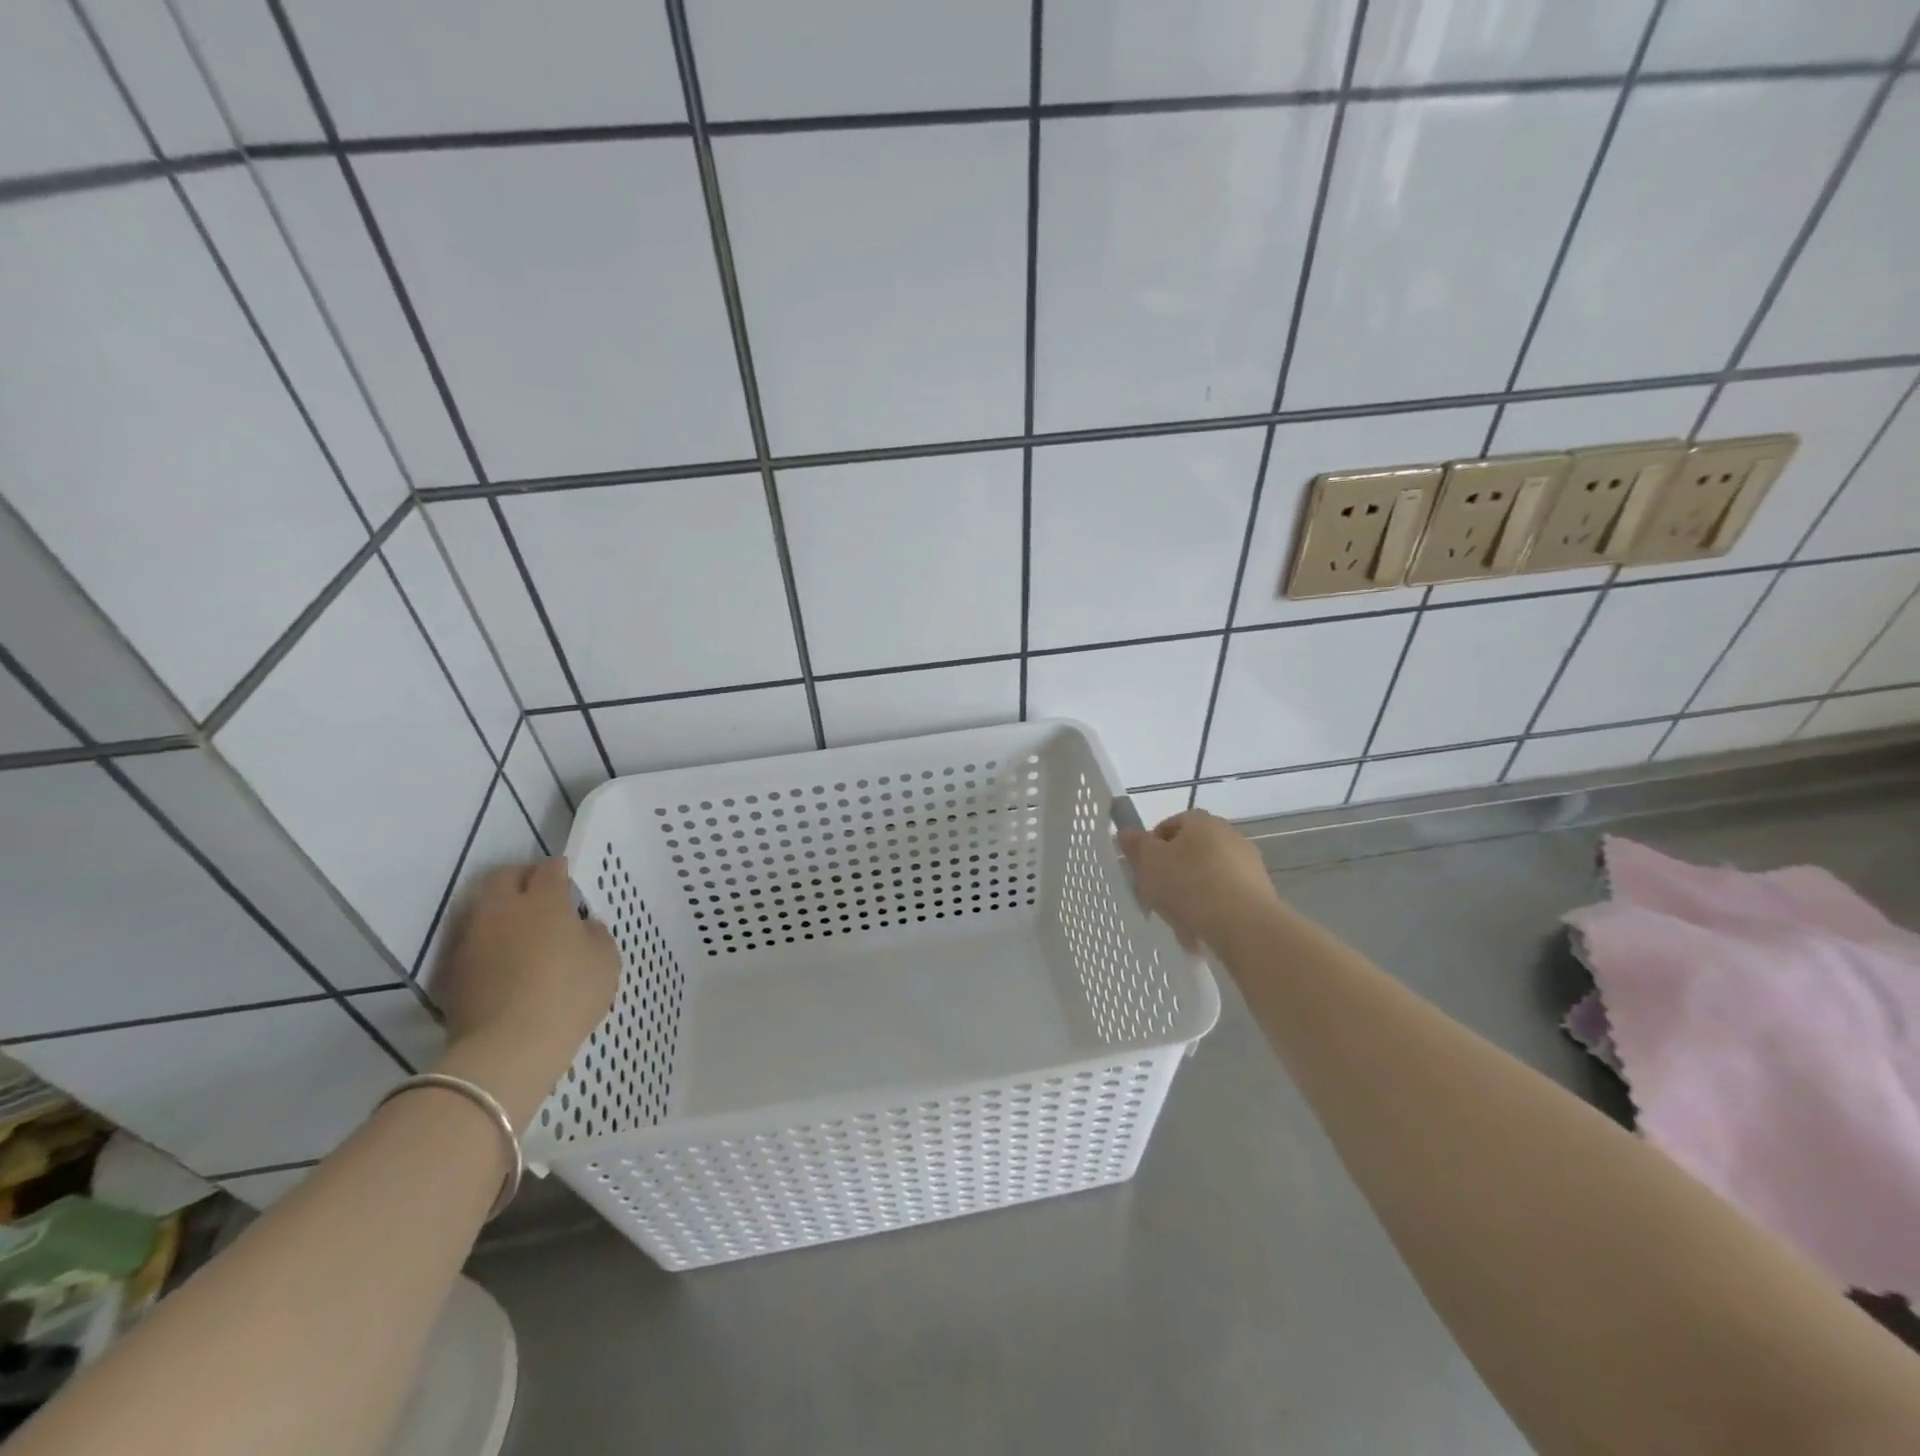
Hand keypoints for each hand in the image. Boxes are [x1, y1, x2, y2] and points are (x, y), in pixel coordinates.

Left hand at [428, 858, 619, 1127]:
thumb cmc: (568, 995)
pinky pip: (471, 938)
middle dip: (522, 877)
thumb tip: (583, 926)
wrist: (508, 1046)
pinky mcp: (453, 967)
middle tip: (539, 894)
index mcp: (545, 900)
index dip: (560, 870)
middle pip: (505, 876)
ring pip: (482, 906)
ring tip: (518, 927)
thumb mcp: (605, 961)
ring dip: (500, 908)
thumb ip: (595, 934)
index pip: (550, 868)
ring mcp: (473, 937)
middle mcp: (503, 908)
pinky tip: (502, 958)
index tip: (568, 882)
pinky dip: (486, 939)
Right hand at [1118, 810, 1280, 950]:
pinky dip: (1210, 910)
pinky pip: (1225, 898)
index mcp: (1202, 821)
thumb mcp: (1149, 863)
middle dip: (1171, 872)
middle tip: (1156, 896)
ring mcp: (1249, 864)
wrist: (1245, 926)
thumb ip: (1135, 845)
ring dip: (1191, 894)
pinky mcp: (1260, 893)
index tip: (1142, 870)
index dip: (1151, 846)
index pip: (1170, 824)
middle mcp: (1229, 835)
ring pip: (1207, 877)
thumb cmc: (1189, 885)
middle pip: (1190, 851)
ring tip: (1177, 922)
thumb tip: (1126, 832)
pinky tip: (1199, 932)